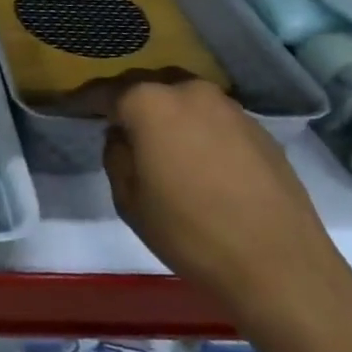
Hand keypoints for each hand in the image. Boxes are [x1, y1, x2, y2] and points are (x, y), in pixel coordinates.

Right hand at [101, 77, 346, 315]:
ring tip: (159, 142)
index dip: (84, 101)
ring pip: (183, 98)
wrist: (281, 266)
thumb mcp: (130, 201)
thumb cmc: (190, 233)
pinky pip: (213, 118)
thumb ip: (116, 156)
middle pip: (147, 86)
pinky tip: (199, 159)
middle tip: (116, 126)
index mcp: (149, 103)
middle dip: (128, 102)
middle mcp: (189, 91)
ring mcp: (229, 107)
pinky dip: (198, 129)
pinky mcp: (260, 129)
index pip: (105, 92)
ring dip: (166, 113)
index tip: (70, 108)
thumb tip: (122, 137)